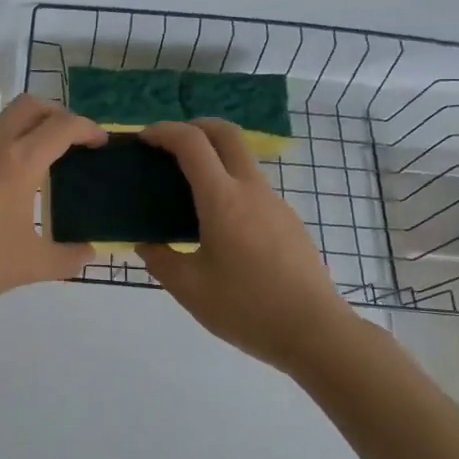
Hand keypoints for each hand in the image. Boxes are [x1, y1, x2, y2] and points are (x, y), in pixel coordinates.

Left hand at [0, 94, 105, 313]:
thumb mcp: (28, 267)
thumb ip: (67, 258)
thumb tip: (91, 252)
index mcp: (17, 163)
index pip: (61, 126)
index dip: (87, 128)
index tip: (101, 143)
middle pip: (31, 105)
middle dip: (59, 115)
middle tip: (74, 143)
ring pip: (5, 119)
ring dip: (31, 127)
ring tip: (47, 161)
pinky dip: (8, 142)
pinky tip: (12, 179)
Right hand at [138, 120, 363, 370]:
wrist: (315, 332)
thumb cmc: (246, 308)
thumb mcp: (189, 289)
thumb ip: (160, 260)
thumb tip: (146, 244)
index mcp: (223, 199)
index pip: (192, 142)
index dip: (164, 132)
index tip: (144, 140)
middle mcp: (251, 190)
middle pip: (226, 133)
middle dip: (194, 126)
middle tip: (169, 145)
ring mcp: (275, 203)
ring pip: (242, 160)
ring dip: (214, 157)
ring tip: (188, 191)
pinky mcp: (289, 221)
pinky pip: (254, 188)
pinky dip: (229, 185)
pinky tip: (218, 224)